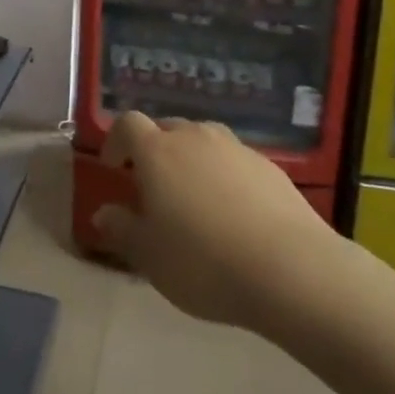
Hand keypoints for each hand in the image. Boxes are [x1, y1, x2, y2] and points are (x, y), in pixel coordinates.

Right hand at [93, 112, 339, 330]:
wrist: (291, 270)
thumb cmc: (204, 262)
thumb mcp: (149, 256)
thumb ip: (122, 229)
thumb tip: (103, 212)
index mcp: (158, 151)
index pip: (128, 124)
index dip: (116, 140)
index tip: (114, 167)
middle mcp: (195, 137)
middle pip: (167, 128)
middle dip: (154, 150)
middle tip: (153, 187)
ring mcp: (236, 148)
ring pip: (203, 141)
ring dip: (191, 160)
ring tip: (195, 199)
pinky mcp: (269, 166)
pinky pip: (234, 161)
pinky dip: (225, 175)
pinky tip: (234, 212)